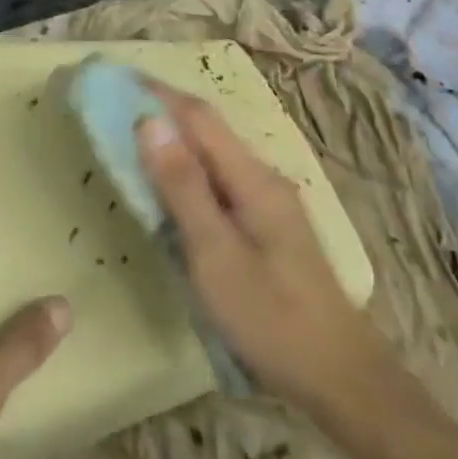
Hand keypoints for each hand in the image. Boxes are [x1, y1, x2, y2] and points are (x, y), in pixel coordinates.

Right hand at [137, 83, 391, 417]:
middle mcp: (263, 177)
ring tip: (133, 138)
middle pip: (207, 129)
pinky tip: (171, 186)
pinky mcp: (268, 224)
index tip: (117, 79)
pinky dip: (188, 169)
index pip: (198, 116)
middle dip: (163, 111)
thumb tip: (149, 121)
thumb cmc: (272, 318)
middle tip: (116, 107)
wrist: (342, 379)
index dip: (157, 93)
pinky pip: (220, 179)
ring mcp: (269, 201)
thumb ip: (183, 187)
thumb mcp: (216, 255)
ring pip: (214, 154)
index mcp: (252, 177)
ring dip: (174, 140)